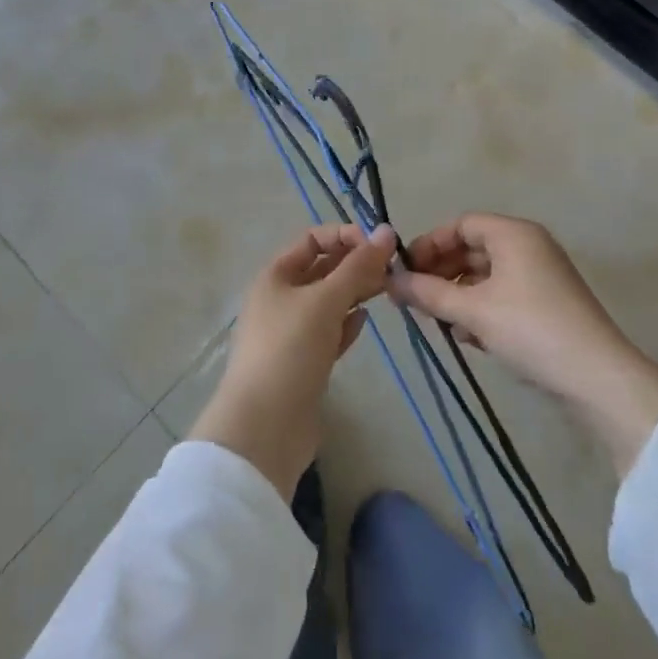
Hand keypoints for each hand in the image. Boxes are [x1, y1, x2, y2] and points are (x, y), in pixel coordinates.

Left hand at [190, 224, 395, 498]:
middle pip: (322, 270)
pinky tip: (364, 322)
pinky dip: (347, 324)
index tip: (378, 246)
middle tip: (393, 269)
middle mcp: (280, 298)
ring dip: (355, 293)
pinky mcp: (303, 363)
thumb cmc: (290, 350)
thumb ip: (358, 266)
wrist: (264, 428)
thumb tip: (386, 230)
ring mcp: (290, 333)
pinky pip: (328, 332)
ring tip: (387, 290)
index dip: (344, 236)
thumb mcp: (325, 301)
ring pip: (328, 301)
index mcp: (275, 275)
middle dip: (355, 264)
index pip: (313, 239)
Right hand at [391, 213, 657, 476]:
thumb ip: (429, 294)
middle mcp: (529, 245)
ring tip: (437, 320)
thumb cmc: (531, 330)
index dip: (429, 244)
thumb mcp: (473, 312)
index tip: (404, 270)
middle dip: (441, 272)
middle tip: (414, 298)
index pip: (460, 224)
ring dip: (458, 294)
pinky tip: (467, 336)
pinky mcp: (548, 304)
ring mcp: (541, 275)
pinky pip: (503, 294)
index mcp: (513, 233)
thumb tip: (391, 281)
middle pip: (473, 248)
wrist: (598, 378)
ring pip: (487, 275)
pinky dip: (481, 308)